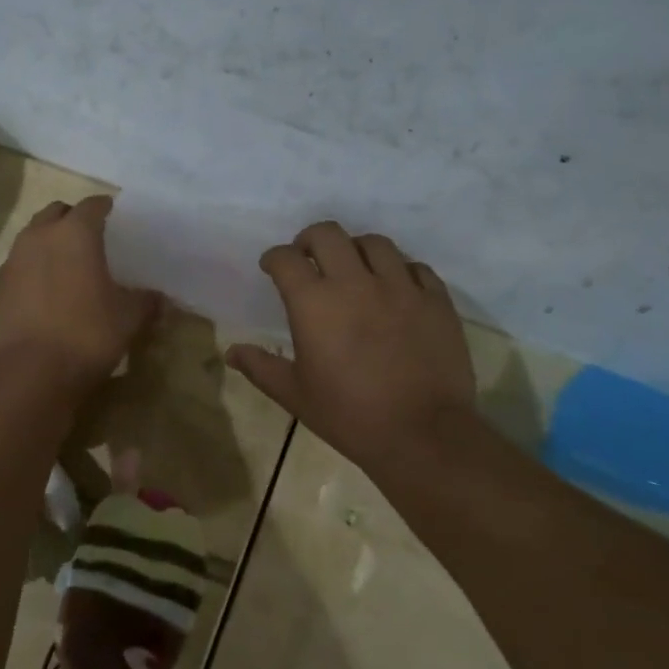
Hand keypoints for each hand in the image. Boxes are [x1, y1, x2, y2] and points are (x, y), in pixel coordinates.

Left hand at [0, 196, 160, 397]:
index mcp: (74, 233)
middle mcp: (38, 237)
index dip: (107, 208)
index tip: (118, 218)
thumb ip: (144, 302)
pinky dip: (33, 272)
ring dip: (49, 244)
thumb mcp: (127, 319)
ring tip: (68, 267)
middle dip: (72, 219)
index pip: (93, 205)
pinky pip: (19, 267)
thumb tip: (158, 298)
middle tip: (92, 239)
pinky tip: (46, 295)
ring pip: (32, 238)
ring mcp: (12, 262)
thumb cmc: (85, 335)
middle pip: (56, 213)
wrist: (26, 374)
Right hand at [227, 222, 479, 470]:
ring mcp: (400, 287)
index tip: (272, 267)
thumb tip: (232, 352)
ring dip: (356, 249)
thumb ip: (261, 367)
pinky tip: (395, 288)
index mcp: (314, 303)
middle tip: (308, 258)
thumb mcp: (295, 394)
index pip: (286, 259)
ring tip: (353, 269)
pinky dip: (400, 270)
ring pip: (375, 243)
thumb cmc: (349, 415)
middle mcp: (355, 283)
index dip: (274, 258)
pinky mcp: (436, 300)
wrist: (422, 434)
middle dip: (310, 240)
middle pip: (328, 234)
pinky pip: (415, 268)